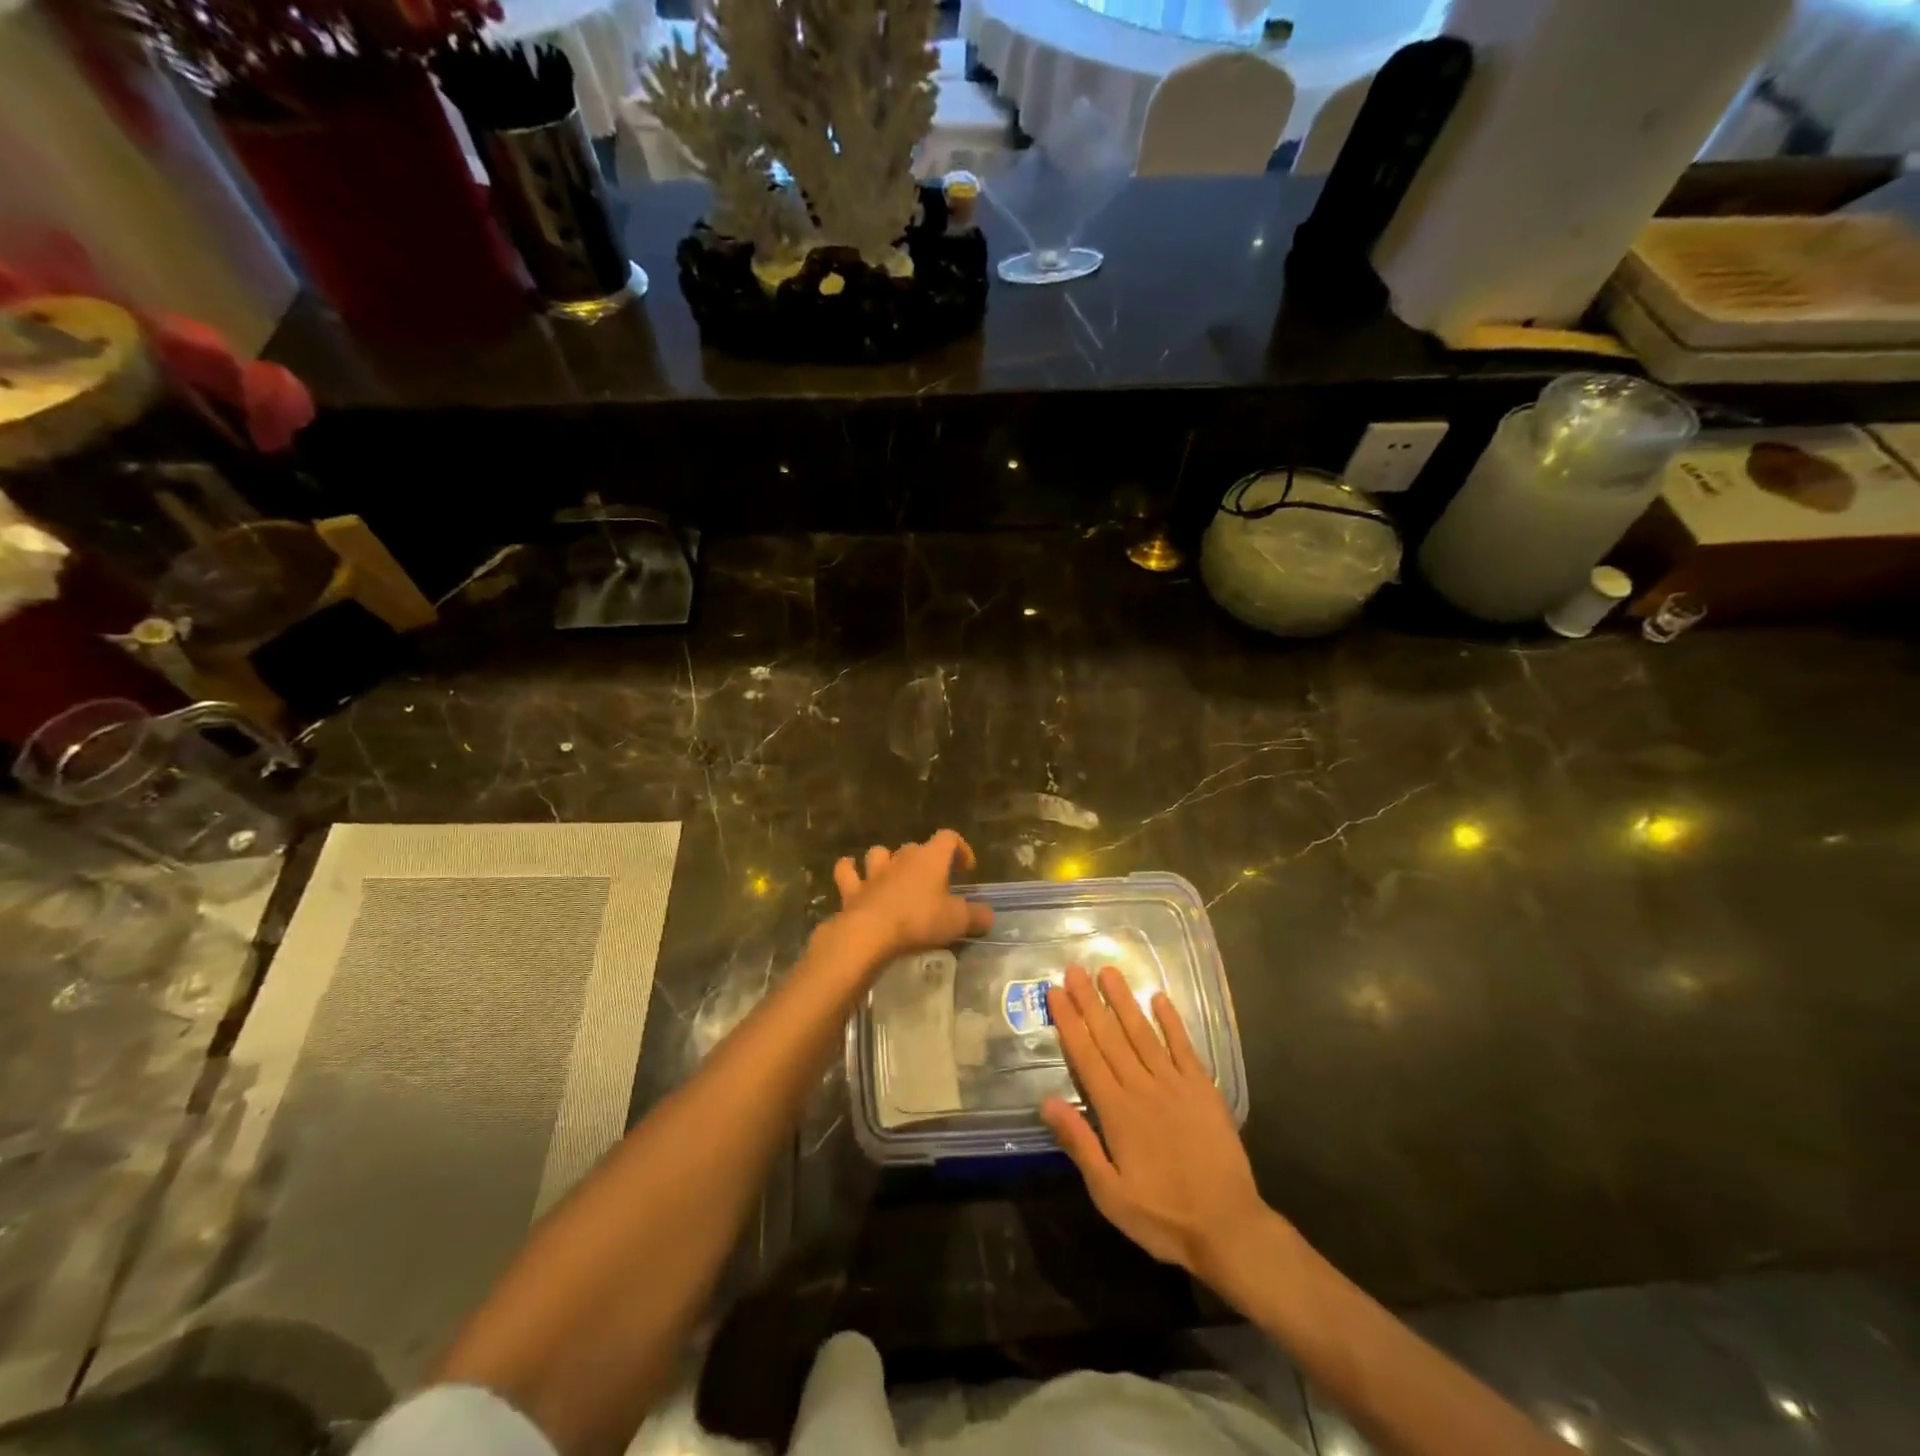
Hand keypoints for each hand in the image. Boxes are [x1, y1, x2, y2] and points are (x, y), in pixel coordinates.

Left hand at [830, 830, 992, 967]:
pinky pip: (847, 872)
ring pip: (879, 853)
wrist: (870, 933)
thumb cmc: (919, 921)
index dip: (960, 848)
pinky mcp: (852, 890)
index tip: (966, 869)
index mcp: (930, 858)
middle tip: (933, 882)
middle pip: (915, 847)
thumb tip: (987, 915)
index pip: (949, 837)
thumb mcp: (957, 921)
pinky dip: (849, 870)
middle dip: (925, 860)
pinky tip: (851, 872)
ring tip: (892, 874)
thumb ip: (976, 916)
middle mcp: (902, 858)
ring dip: (886, 860)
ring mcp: (874, 872)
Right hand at [1041, 965, 1272, 1287]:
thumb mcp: (1109, 1194)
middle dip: (1090, 1001)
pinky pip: (1184, 1047)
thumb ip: (1079, 1144)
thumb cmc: (1163, 1216)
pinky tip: (1159, 998)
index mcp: (1117, 1111)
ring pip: (1143, 1033)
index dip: (1069, 1022)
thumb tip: (1046, 1102)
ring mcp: (1175, 1084)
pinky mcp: (1203, 1089)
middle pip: (1110, 1036)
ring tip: (1108, 971)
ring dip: (1124, 1001)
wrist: (1228, 1227)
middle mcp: (1143, 1087)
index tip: (1056, 992)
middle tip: (1074, 969)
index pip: (1086, 1055)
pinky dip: (1171, 1021)